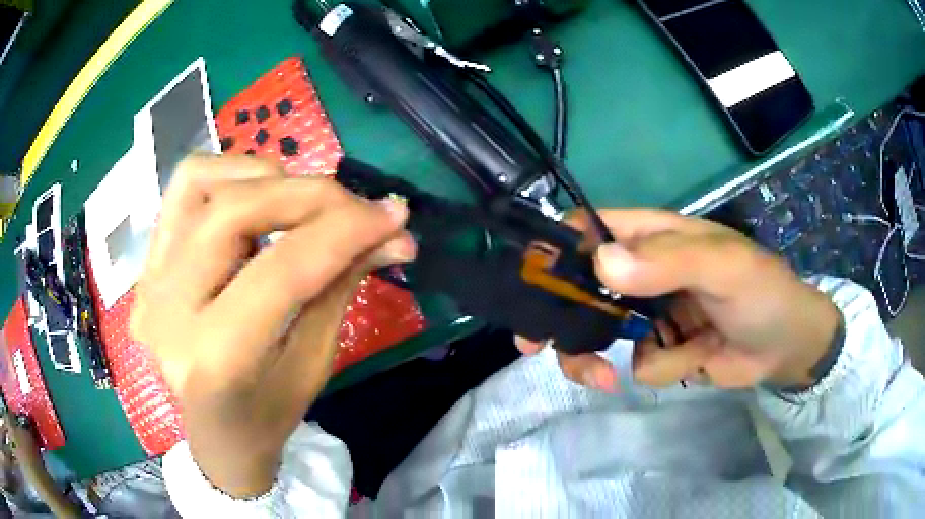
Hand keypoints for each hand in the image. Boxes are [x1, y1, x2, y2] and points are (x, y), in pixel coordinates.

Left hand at [131, 155, 414, 496]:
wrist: (215, 435)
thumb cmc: (268, 416)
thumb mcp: (314, 364)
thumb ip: (342, 285)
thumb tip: (392, 232)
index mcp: (214, 362)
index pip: (281, 271)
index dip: (343, 231)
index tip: (392, 216)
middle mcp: (167, 313)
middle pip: (235, 212)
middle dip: (311, 196)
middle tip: (358, 208)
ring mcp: (148, 281)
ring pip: (205, 184)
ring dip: (270, 180)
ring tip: (306, 205)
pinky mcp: (147, 263)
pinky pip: (185, 187)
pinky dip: (231, 174)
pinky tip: (259, 195)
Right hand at [516, 209, 839, 390]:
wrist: (786, 347)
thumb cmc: (761, 291)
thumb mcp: (723, 266)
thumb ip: (669, 261)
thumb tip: (603, 263)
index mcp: (652, 238)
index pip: (590, 230)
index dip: (556, 248)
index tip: (529, 282)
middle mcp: (643, 273)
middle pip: (581, 289)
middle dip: (558, 317)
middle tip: (534, 344)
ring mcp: (651, 315)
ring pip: (601, 334)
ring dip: (597, 358)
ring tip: (605, 379)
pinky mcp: (663, 350)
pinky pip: (640, 363)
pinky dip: (662, 368)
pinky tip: (692, 362)